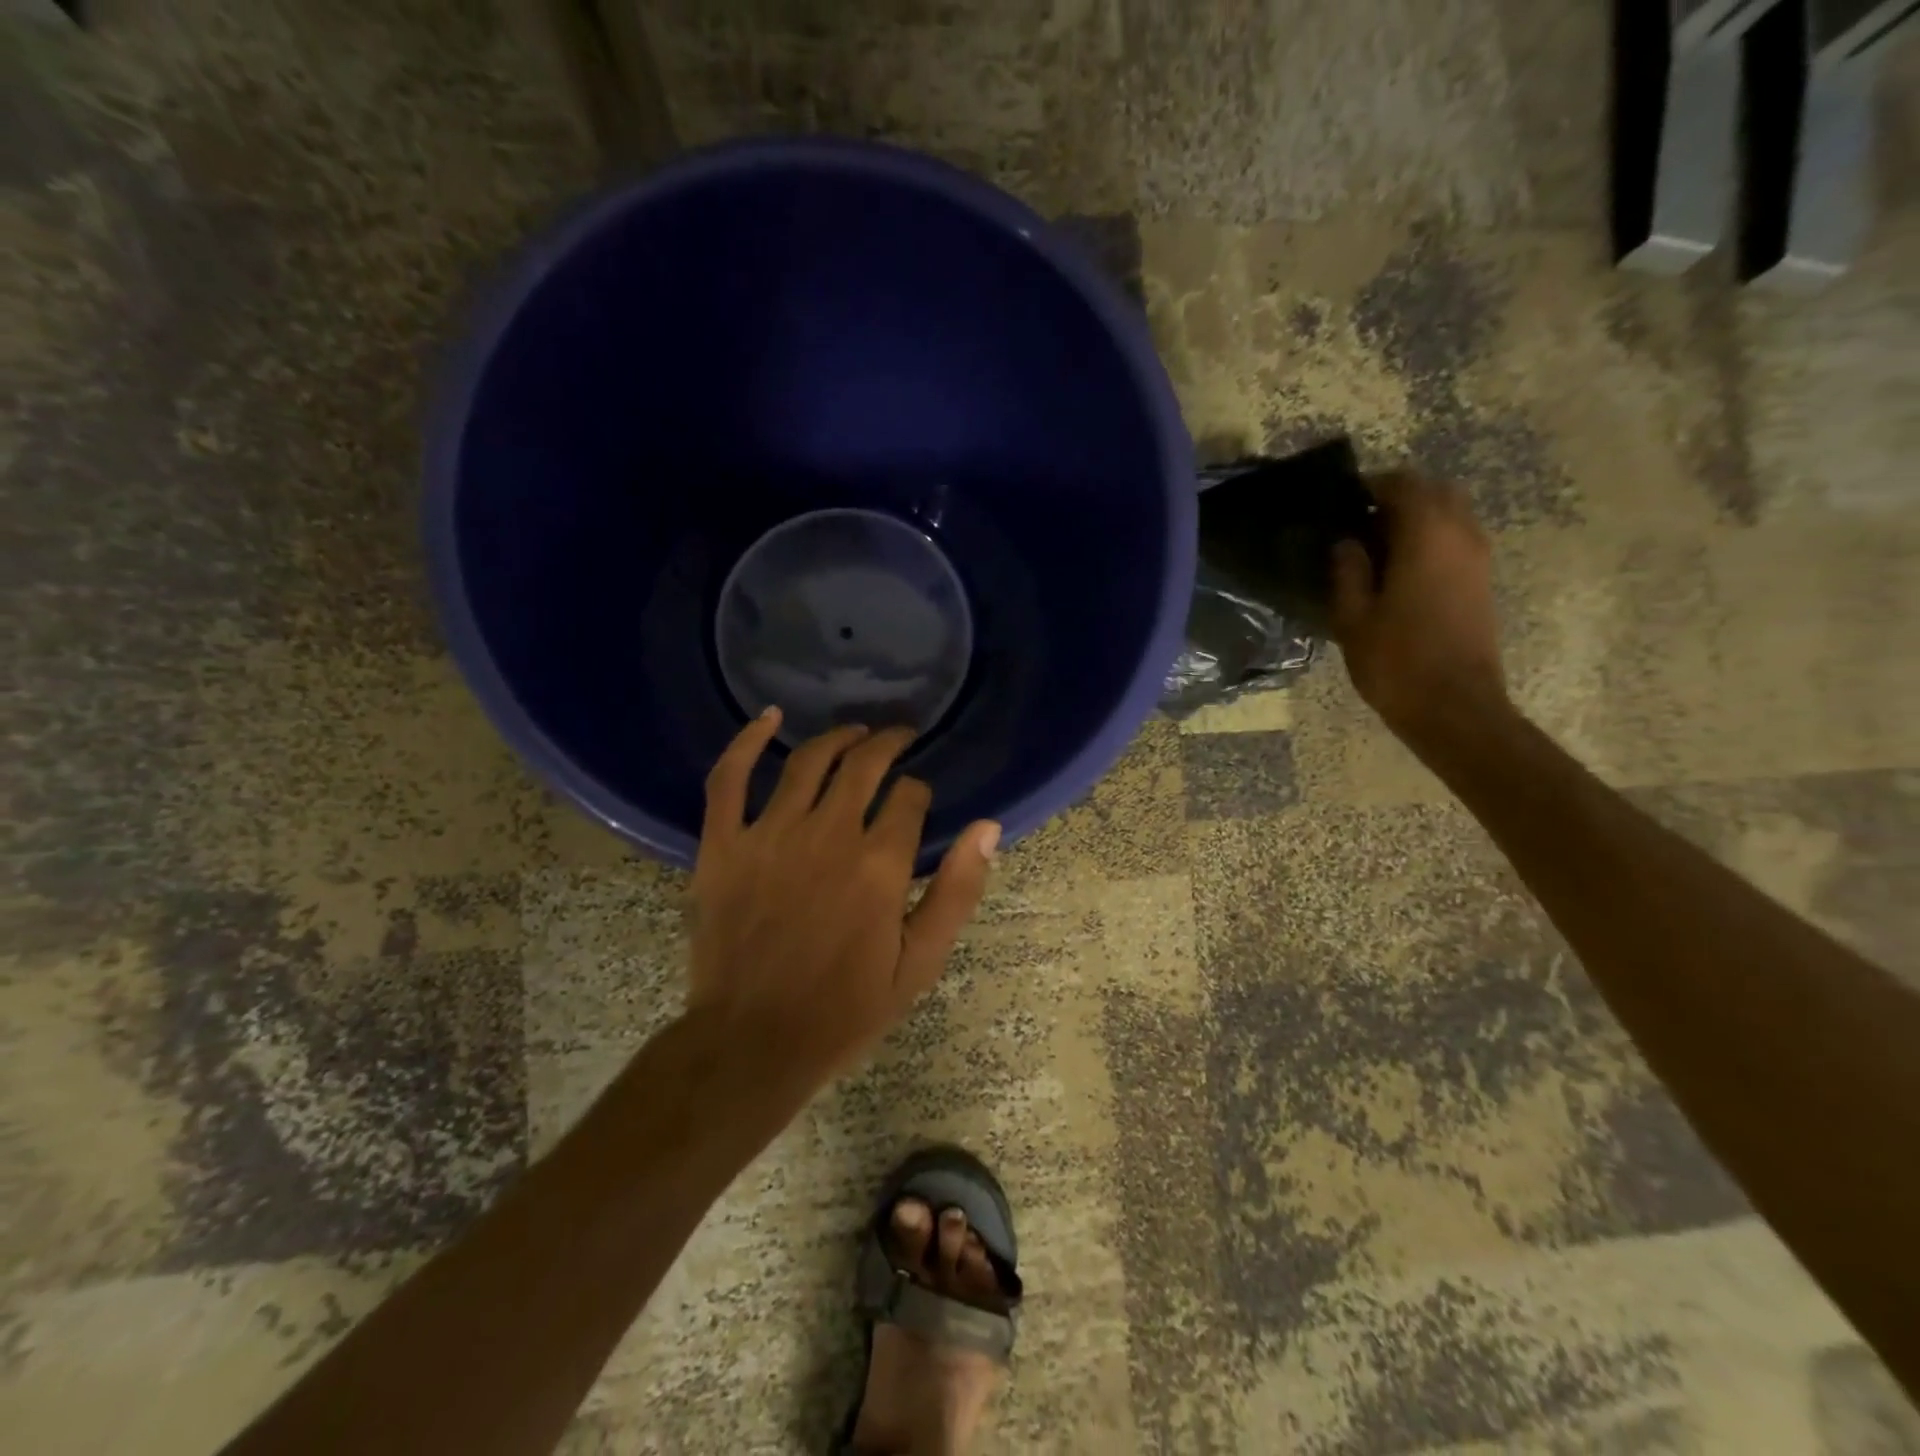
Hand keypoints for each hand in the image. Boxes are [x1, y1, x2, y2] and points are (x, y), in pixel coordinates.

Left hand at [688, 710, 1000, 1088]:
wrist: (751, 1042)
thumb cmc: (843, 1010)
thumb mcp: (918, 964)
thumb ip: (957, 892)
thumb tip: (988, 827)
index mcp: (879, 865)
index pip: (909, 798)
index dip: (919, 792)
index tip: (918, 800)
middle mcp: (827, 835)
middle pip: (864, 765)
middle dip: (889, 744)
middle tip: (899, 737)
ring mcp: (768, 834)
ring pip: (808, 760)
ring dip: (838, 737)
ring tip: (855, 734)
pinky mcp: (723, 843)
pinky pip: (729, 777)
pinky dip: (747, 741)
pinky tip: (768, 718)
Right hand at [1330, 471, 1508, 743]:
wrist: (1454, 706)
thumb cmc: (1396, 661)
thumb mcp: (1353, 618)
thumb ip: (1348, 572)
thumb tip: (1346, 543)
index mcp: (1427, 536)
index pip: (1403, 484)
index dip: (1372, 486)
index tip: (1342, 502)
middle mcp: (1461, 535)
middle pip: (1436, 492)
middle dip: (1399, 497)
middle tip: (1359, 523)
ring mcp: (1478, 558)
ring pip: (1451, 514)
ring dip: (1418, 519)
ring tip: (1376, 547)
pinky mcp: (1482, 581)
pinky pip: (1457, 540)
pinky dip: (1431, 540)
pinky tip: (1399, 570)